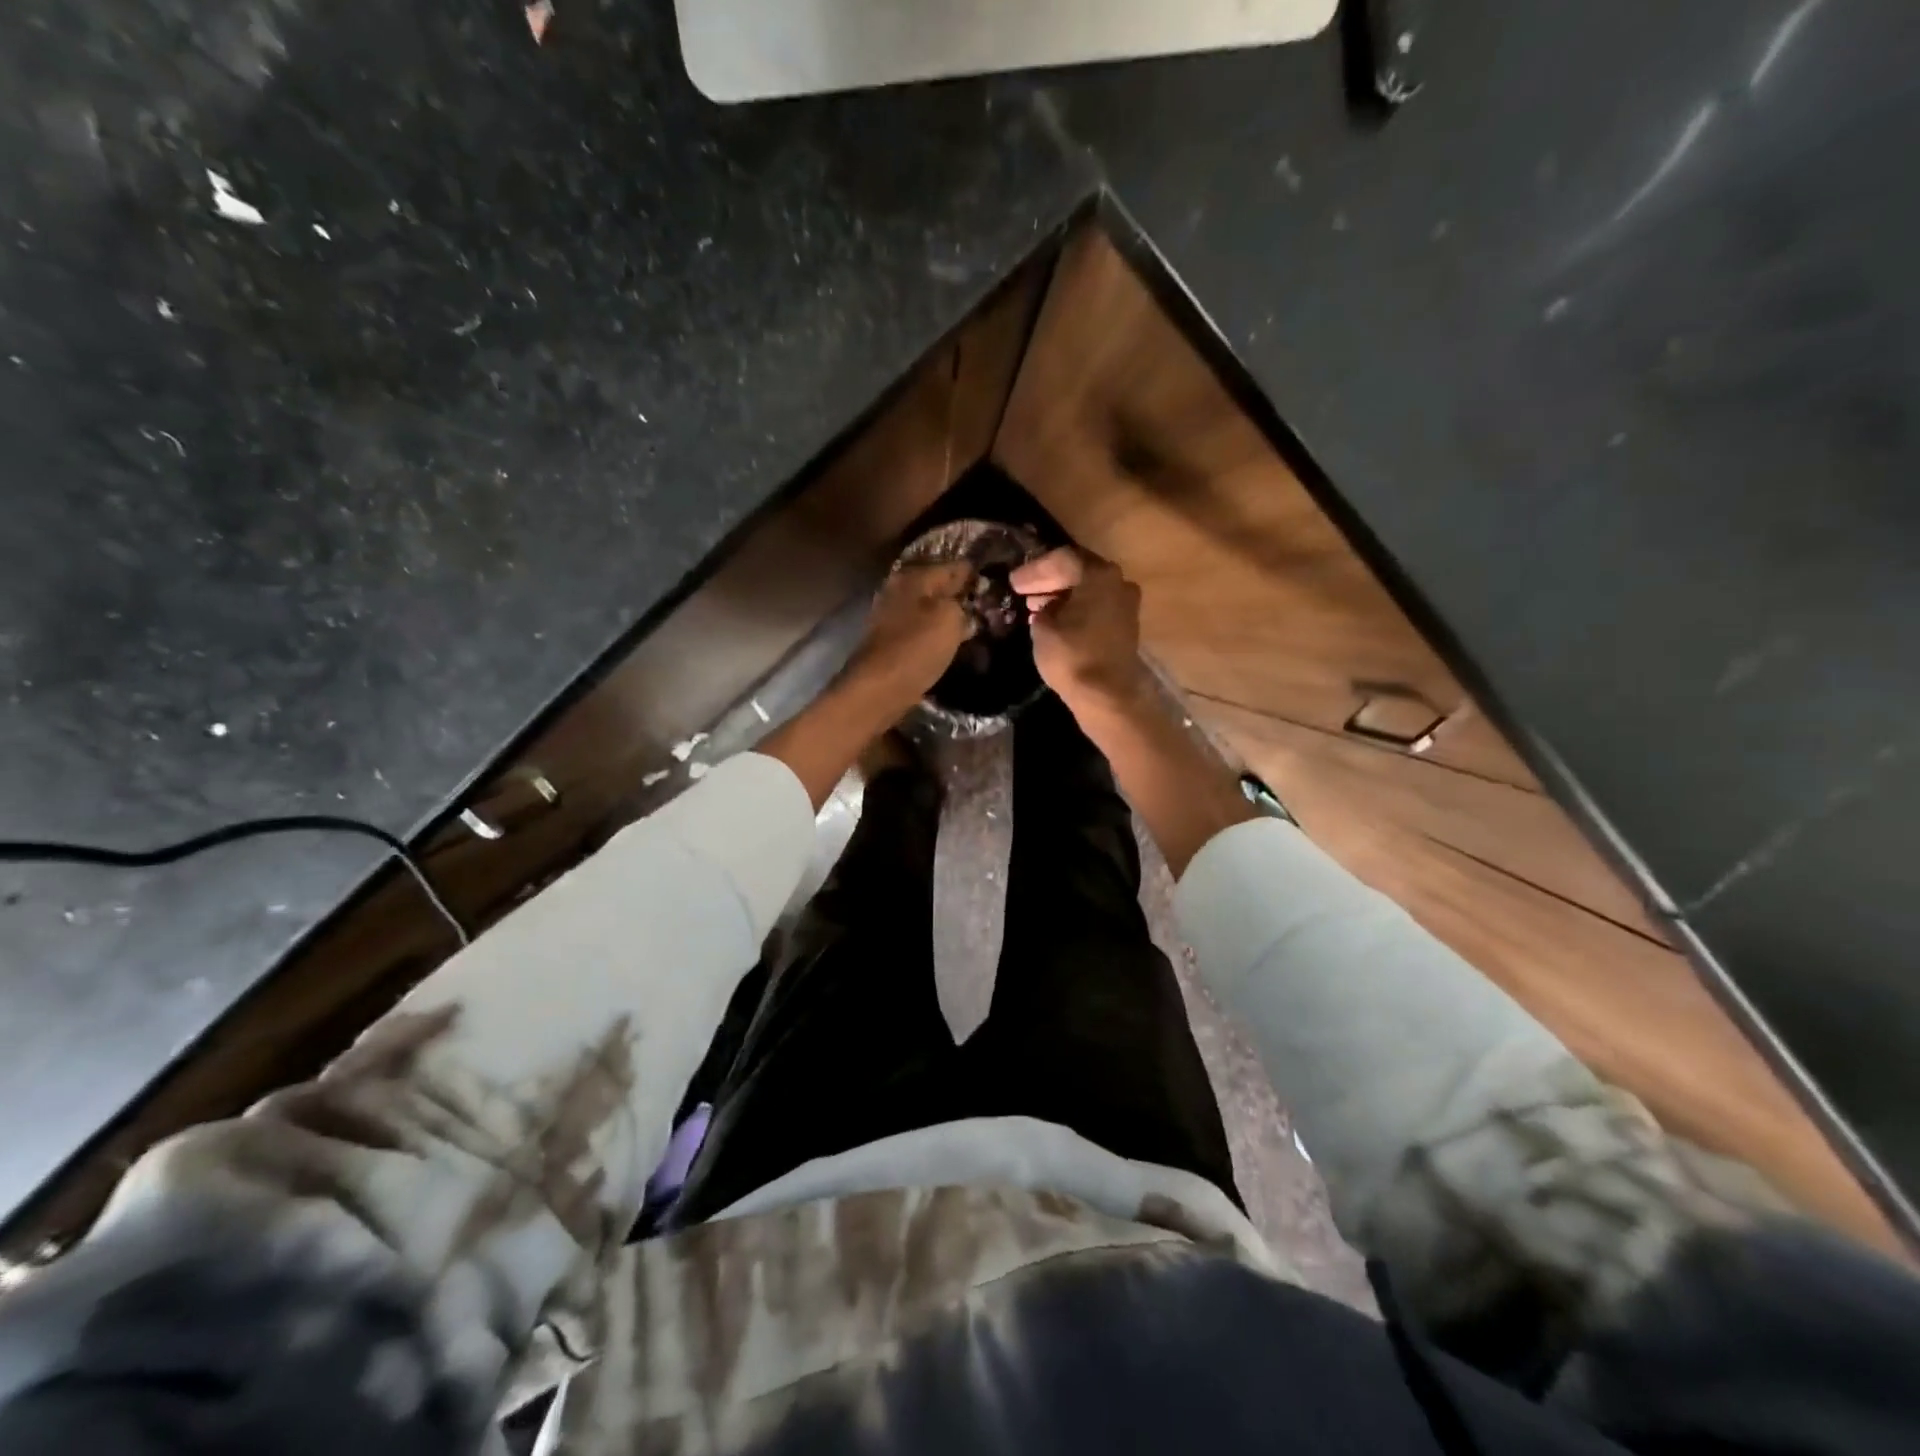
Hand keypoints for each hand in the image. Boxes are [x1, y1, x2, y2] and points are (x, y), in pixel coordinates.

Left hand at [844, 561, 974, 711]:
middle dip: (961, 595)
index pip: (954, 566)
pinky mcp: (890, 639)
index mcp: (914, 576)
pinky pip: (920, 628)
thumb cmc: (918, 647)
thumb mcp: (951, 618)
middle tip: (987, 607)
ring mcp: (891, 614)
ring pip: (929, 608)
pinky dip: (935, 632)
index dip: (976, 575)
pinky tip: (950, 641)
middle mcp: (899, 588)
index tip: (995, 585)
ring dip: (948, 615)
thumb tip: (965, 600)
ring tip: (973, 625)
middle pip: (938, 586)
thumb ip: (962, 602)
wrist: (879, 687)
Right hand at [1011, 547, 1149, 709]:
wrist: (1107, 696)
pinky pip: (1096, 608)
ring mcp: (1126, 605)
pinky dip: (1075, 610)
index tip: (1014, 582)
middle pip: (1078, 572)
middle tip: (1022, 590)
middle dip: (1048, 580)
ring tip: (1034, 607)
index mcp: (1099, 575)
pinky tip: (1054, 622)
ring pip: (1088, 591)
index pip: (1062, 559)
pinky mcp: (1125, 627)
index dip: (1034, 570)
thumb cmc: (1072, 657)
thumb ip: (1042, 610)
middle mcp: (1119, 582)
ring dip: (1061, 596)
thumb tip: (1046, 608)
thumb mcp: (1043, 629)